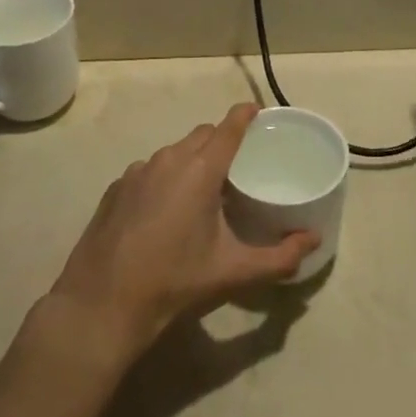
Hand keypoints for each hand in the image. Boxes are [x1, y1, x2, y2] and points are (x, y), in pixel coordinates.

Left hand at [44, 103, 317, 361]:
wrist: (101, 305)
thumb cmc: (174, 282)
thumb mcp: (233, 272)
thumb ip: (279, 257)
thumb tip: (314, 240)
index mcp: (200, 170)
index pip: (229, 127)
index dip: (246, 115)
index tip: (258, 111)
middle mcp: (168, 159)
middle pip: (202, 135)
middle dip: (221, 140)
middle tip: (237, 165)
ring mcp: (137, 171)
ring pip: (173, 152)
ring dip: (191, 160)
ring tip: (202, 191)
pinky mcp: (116, 189)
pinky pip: (148, 171)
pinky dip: (163, 179)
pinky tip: (163, 212)